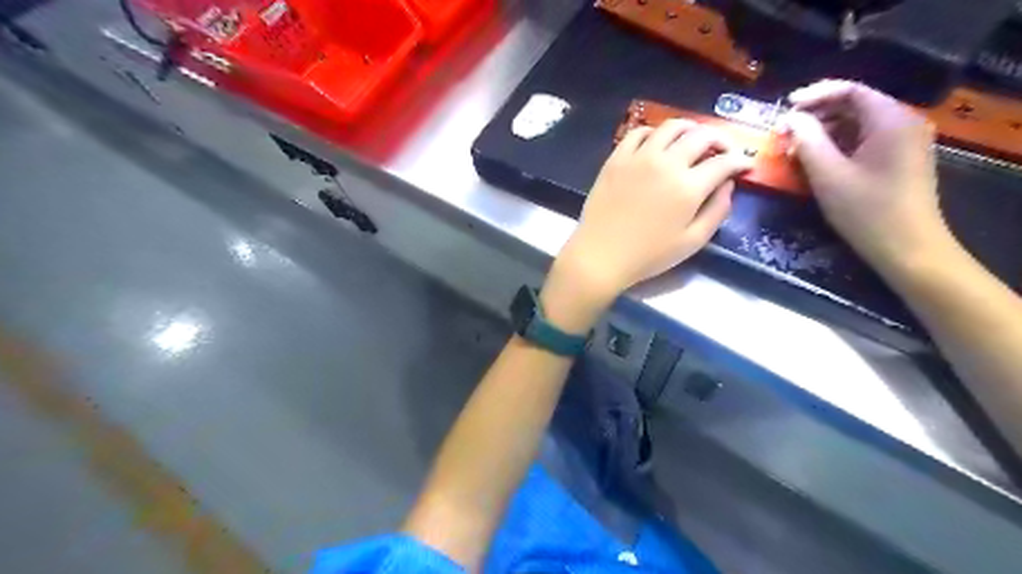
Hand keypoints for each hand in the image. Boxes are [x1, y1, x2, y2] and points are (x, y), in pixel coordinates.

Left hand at [542, 122, 748, 327]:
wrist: (600, 255)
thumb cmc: (648, 255)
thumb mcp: (692, 242)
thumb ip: (717, 211)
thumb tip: (728, 185)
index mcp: (688, 187)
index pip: (724, 162)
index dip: (740, 161)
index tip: (745, 165)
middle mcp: (666, 163)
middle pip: (701, 136)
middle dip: (721, 139)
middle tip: (724, 150)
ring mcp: (639, 157)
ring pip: (671, 127)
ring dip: (690, 128)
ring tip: (694, 139)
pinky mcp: (616, 159)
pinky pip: (638, 133)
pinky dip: (654, 132)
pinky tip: (658, 143)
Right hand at [785, 79, 959, 275]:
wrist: (908, 248)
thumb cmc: (866, 211)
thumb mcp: (828, 175)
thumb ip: (807, 141)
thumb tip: (790, 119)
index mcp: (891, 120)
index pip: (851, 91)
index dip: (815, 95)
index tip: (785, 108)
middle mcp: (903, 123)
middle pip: (855, 106)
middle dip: (816, 117)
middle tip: (785, 134)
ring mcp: (904, 142)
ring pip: (857, 125)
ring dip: (824, 133)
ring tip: (795, 151)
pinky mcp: (899, 160)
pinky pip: (864, 142)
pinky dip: (838, 147)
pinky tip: (817, 163)